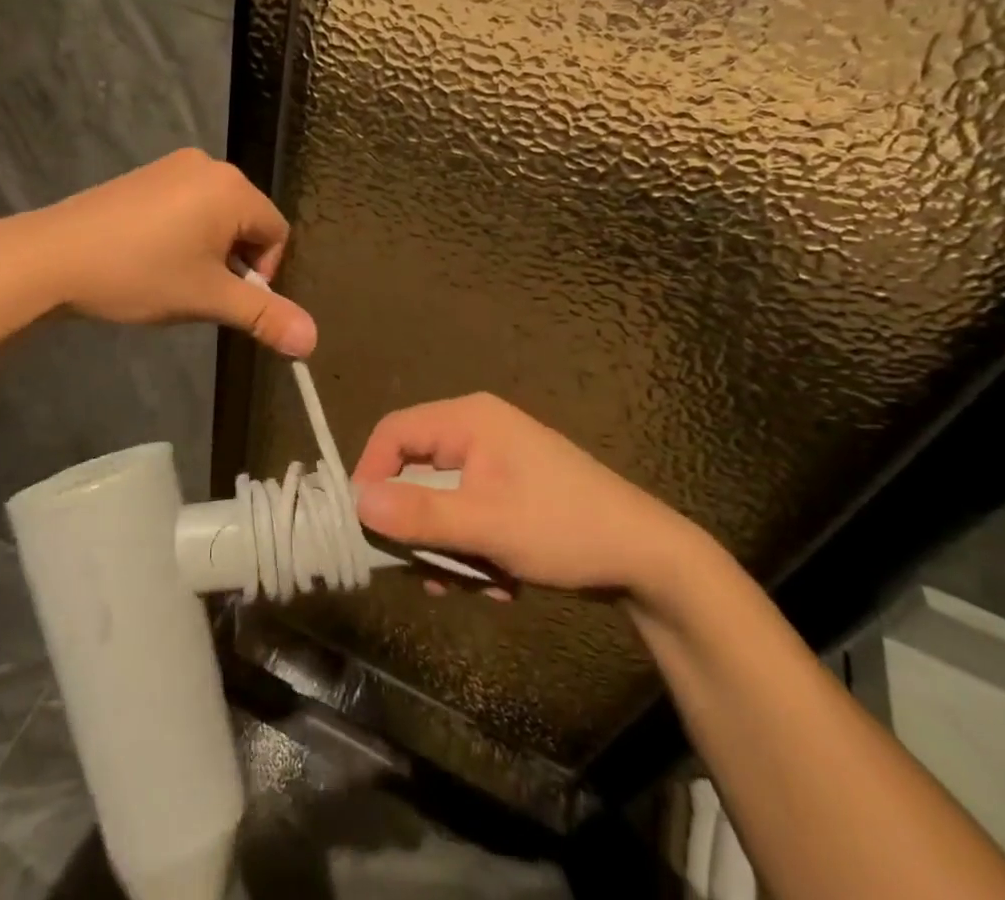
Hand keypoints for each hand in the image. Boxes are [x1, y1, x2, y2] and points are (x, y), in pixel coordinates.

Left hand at [30, 149, 316, 356]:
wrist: (53, 256)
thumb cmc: (140, 275)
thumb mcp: (208, 299)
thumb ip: (264, 316)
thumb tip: (313, 342)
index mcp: (233, 188)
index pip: (276, 232)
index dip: (261, 272)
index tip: (224, 296)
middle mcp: (209, 165)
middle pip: (248, 220)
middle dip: (234, 259)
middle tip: (198, 289)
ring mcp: (173, 165)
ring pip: (217, 214)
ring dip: (210, 248)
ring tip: (173, 275)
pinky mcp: (147, 174)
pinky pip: (188, 203)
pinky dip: (185, 231)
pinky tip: (152, 255)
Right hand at [352, 393, 693, 592]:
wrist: (647, 558)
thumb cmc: (563, 527)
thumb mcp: (487, 524)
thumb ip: (420, 513)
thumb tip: (358, 502)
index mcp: (468, 420)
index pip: (393, 433)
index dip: (370, 475)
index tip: (365, 527)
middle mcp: (476, 431)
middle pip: (416, 472)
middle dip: (419, 528)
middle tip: (426, 572)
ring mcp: (495, 461)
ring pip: (440, 502)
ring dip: (448, 548)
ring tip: (474, 585)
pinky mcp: (509, 490)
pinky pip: (467, 515)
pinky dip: (472, 550)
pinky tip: (499, 581)